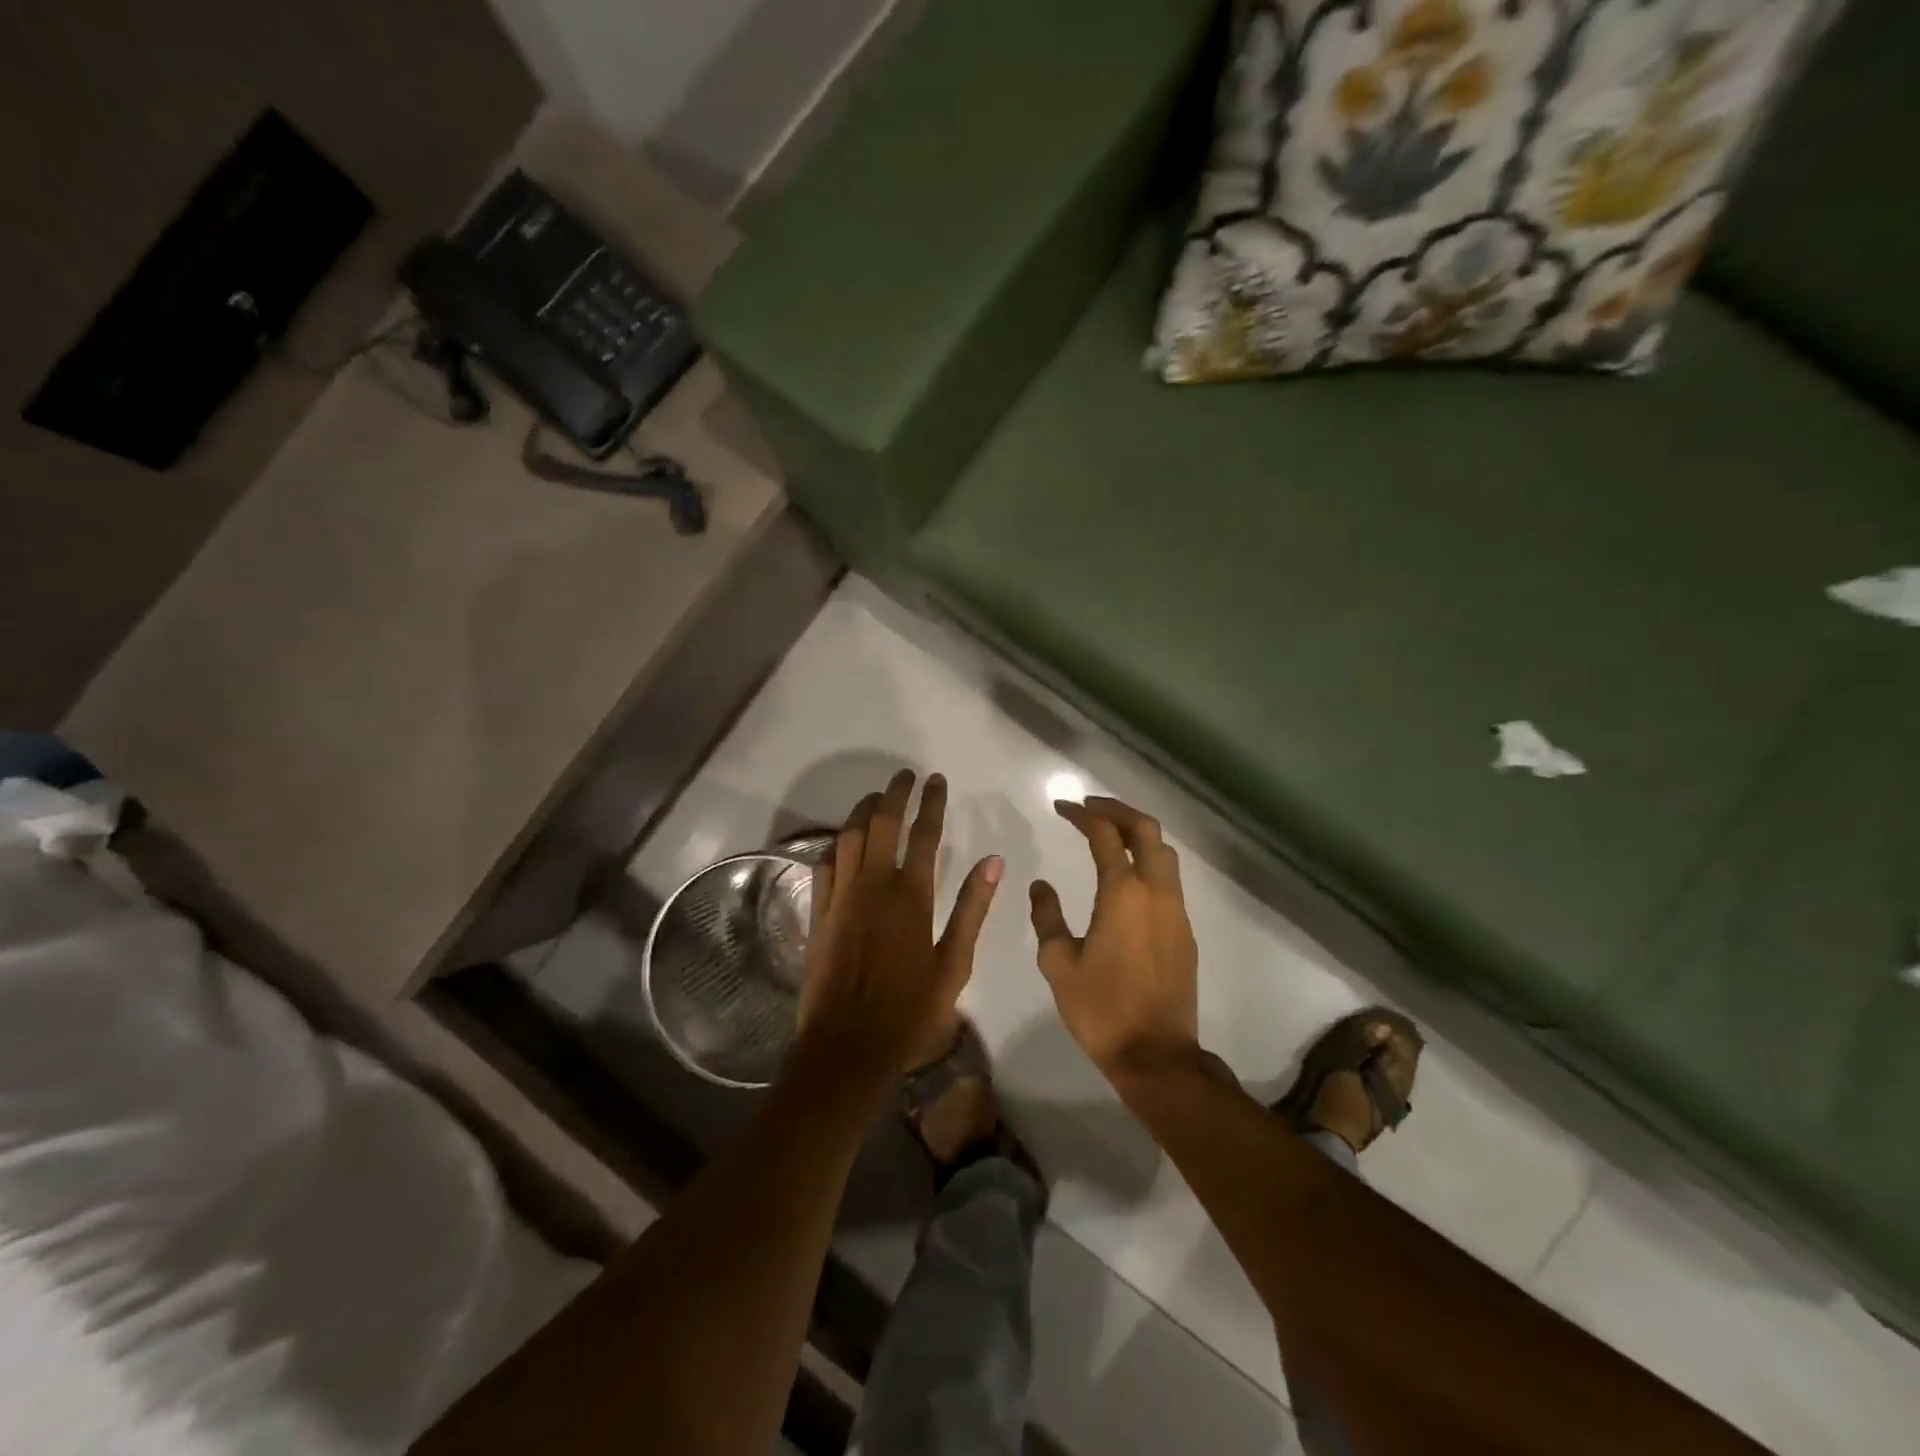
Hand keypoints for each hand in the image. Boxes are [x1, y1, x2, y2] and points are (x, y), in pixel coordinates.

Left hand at [797, 771, 1002, 1090]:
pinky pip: (824, 865)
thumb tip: (994, 861)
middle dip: (894, 794)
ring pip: (848, 837)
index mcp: (912, 896)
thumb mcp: (954, 964)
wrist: (849, 1046)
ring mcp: (841, 897)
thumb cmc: (910, 1010)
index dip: (931, 803)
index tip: (936, 780)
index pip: (923, 834)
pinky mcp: (819, 913)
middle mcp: (874, 886)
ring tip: (875, 797)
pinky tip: (842, 840)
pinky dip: (835, 844)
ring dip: (862, 810)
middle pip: (881, 823)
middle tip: (905, 776)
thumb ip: (972, 909)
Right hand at [1030, 797, 1200, 1080]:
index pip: (1104, 834)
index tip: (1062, 806)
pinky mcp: (1185, 931)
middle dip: (1118, 810)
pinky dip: (1148, 861)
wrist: (1156, 1056)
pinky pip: (1169, 879)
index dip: (1082, 814)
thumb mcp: (1058, 963)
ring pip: (1164, 852)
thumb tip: (1041, 885)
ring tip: (1109, 834)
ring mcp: (1176, 911)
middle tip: (1090, 807)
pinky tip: (1128, 877)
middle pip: (1146, 830)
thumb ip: (1047, 916)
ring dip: (1138, 834)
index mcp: (1122, 893)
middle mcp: (1156, 892)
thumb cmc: (1101, 1009)